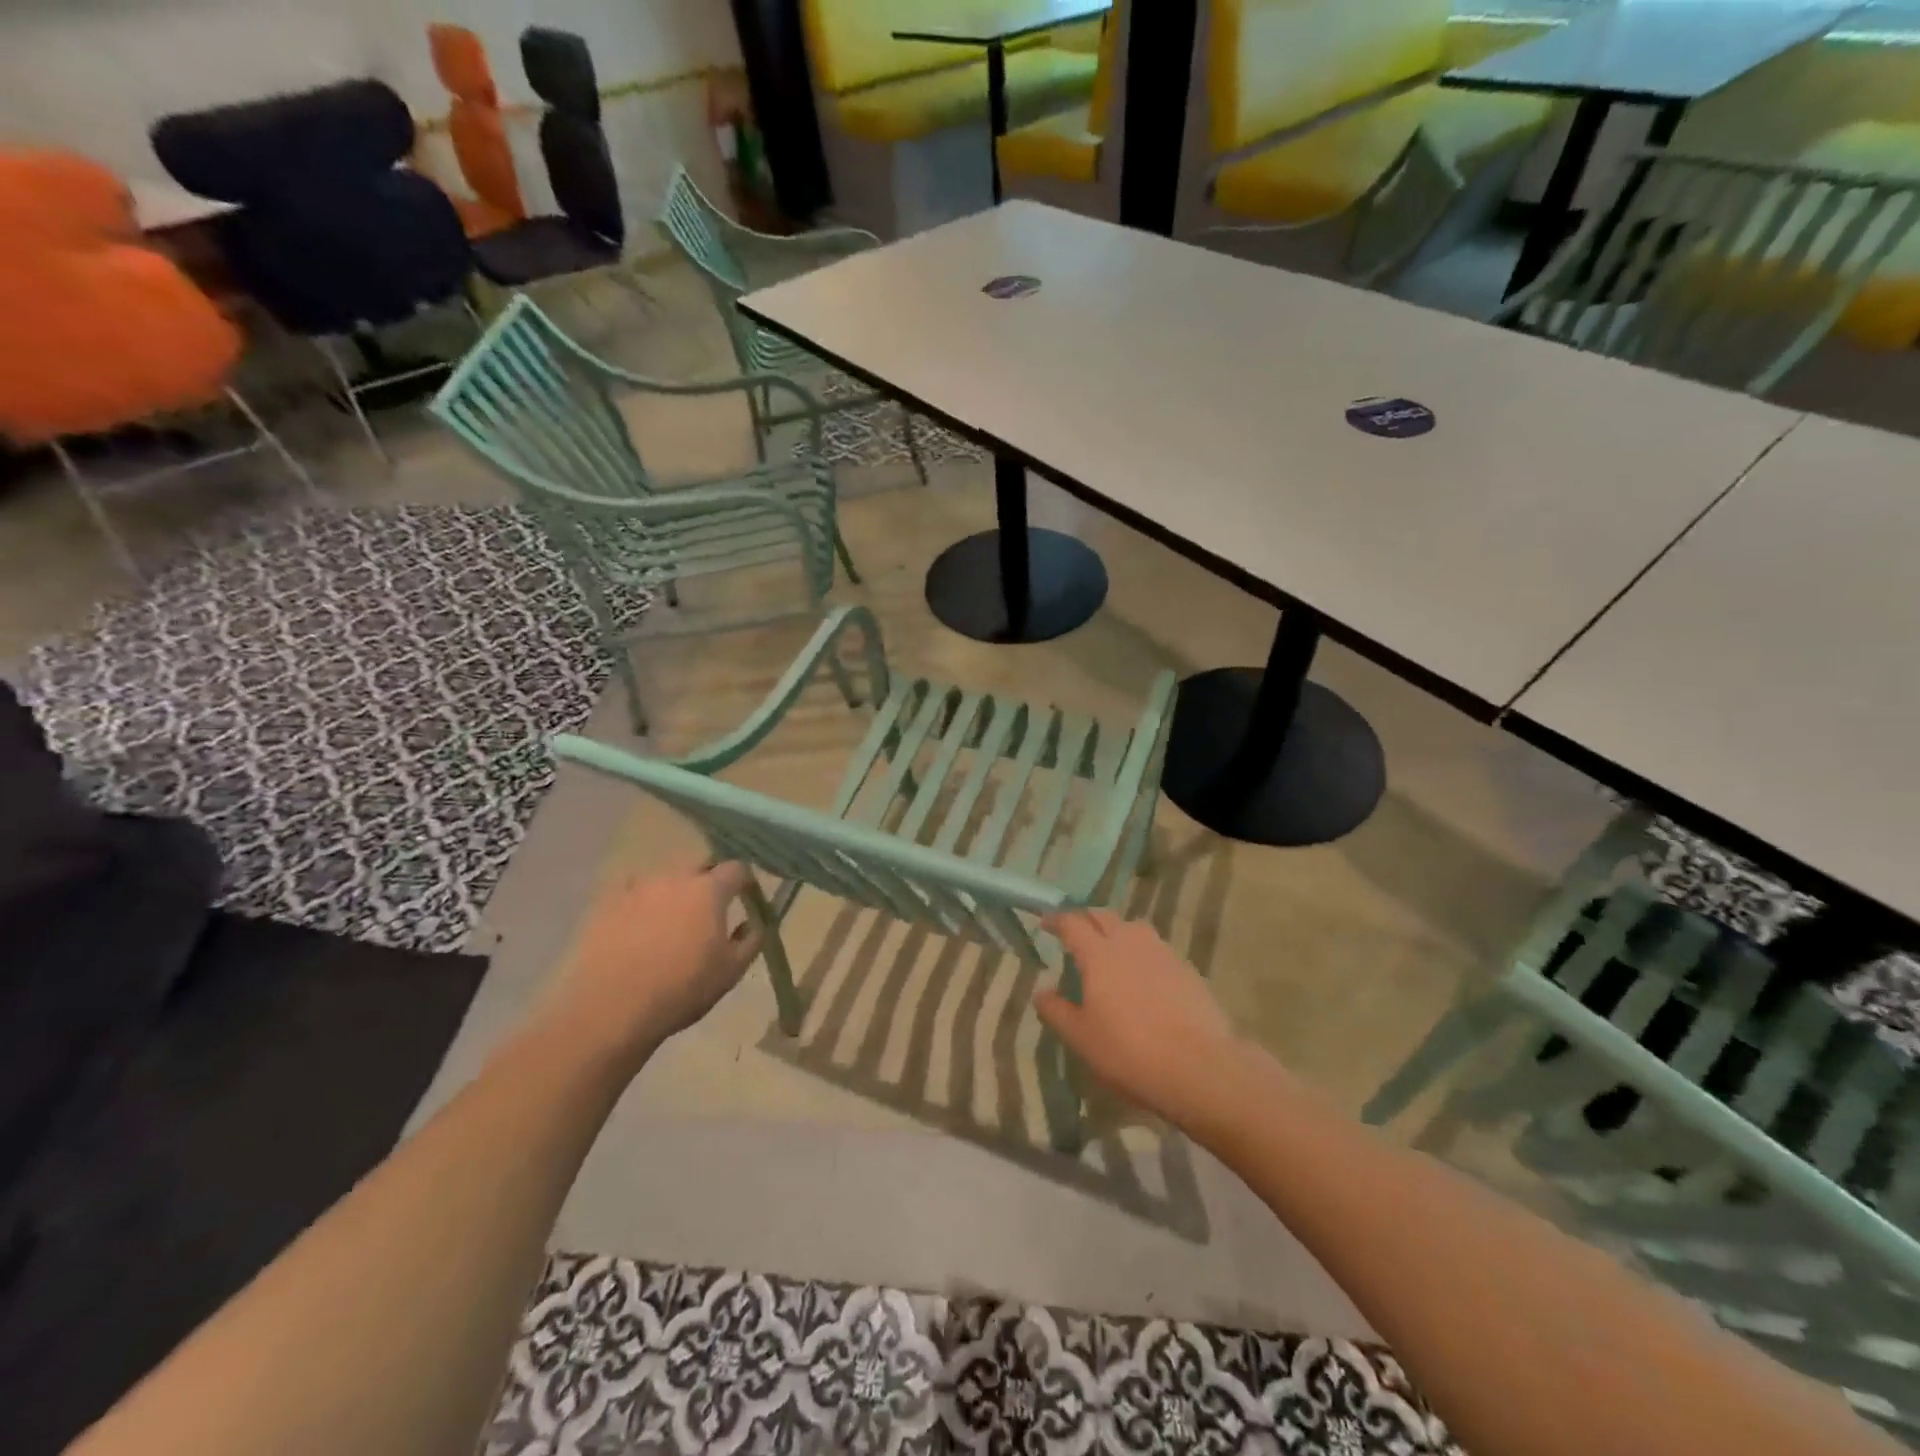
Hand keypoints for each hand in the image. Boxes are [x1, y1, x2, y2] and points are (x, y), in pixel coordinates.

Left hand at [536, 863, 762, 1069]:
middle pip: (699, 865)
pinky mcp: (605, 903)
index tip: (747, 897)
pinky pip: (631, 892)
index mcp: (709, 890)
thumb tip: (755, 921)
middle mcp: (674, 877)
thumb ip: (751, 939)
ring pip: (664, 877)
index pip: (736, 868)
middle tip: (709, 908)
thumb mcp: (731, 971)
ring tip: (670, 919)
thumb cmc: (680, 989)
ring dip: (673, 891)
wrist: (609, 1009)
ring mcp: (636, 887)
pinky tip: (636, 926)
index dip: (745, 881)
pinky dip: (640, 902)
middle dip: (709, 880)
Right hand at [1034, 910, 1243, 1130]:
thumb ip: (1057, 1011)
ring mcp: (1162, 952)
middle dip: (1087, 919)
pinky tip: (1144, 976)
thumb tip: (1042, 993)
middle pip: (1104, 916)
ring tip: (1111, 950)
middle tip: (1076, 932)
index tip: (1046, 923)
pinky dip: (1143, 953)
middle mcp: (1129, 942)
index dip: (1056, 920)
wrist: (1198, 1066)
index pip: (1072, 923)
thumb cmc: (1128, 1051)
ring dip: (1117, 931)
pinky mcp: (1187, 968)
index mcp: (1098, 953)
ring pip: (1134, 928)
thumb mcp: (1081, 1038)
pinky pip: (1157, 949)